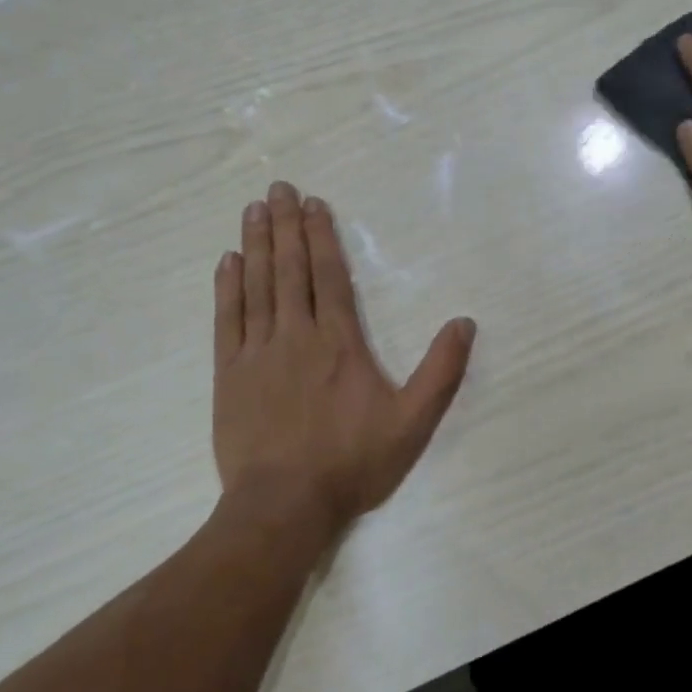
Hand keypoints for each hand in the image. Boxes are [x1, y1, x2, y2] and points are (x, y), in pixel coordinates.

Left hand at [213, 181, 475, 539]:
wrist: (284, 504)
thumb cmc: (352, 462)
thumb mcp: (412, 422)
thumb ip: (440, 371)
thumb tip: (464, 323)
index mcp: (339, 342)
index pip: (329, 275)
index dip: (321, 236)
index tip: (312, 203)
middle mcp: (296, 335)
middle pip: (291, 269)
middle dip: (286, 225)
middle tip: (277, 187)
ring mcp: (258, 352)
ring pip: (257, 286)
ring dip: (257, 244)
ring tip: (253, 209)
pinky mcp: (229, 374)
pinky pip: (227, 320)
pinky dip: (227, 287)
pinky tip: (228, 261)